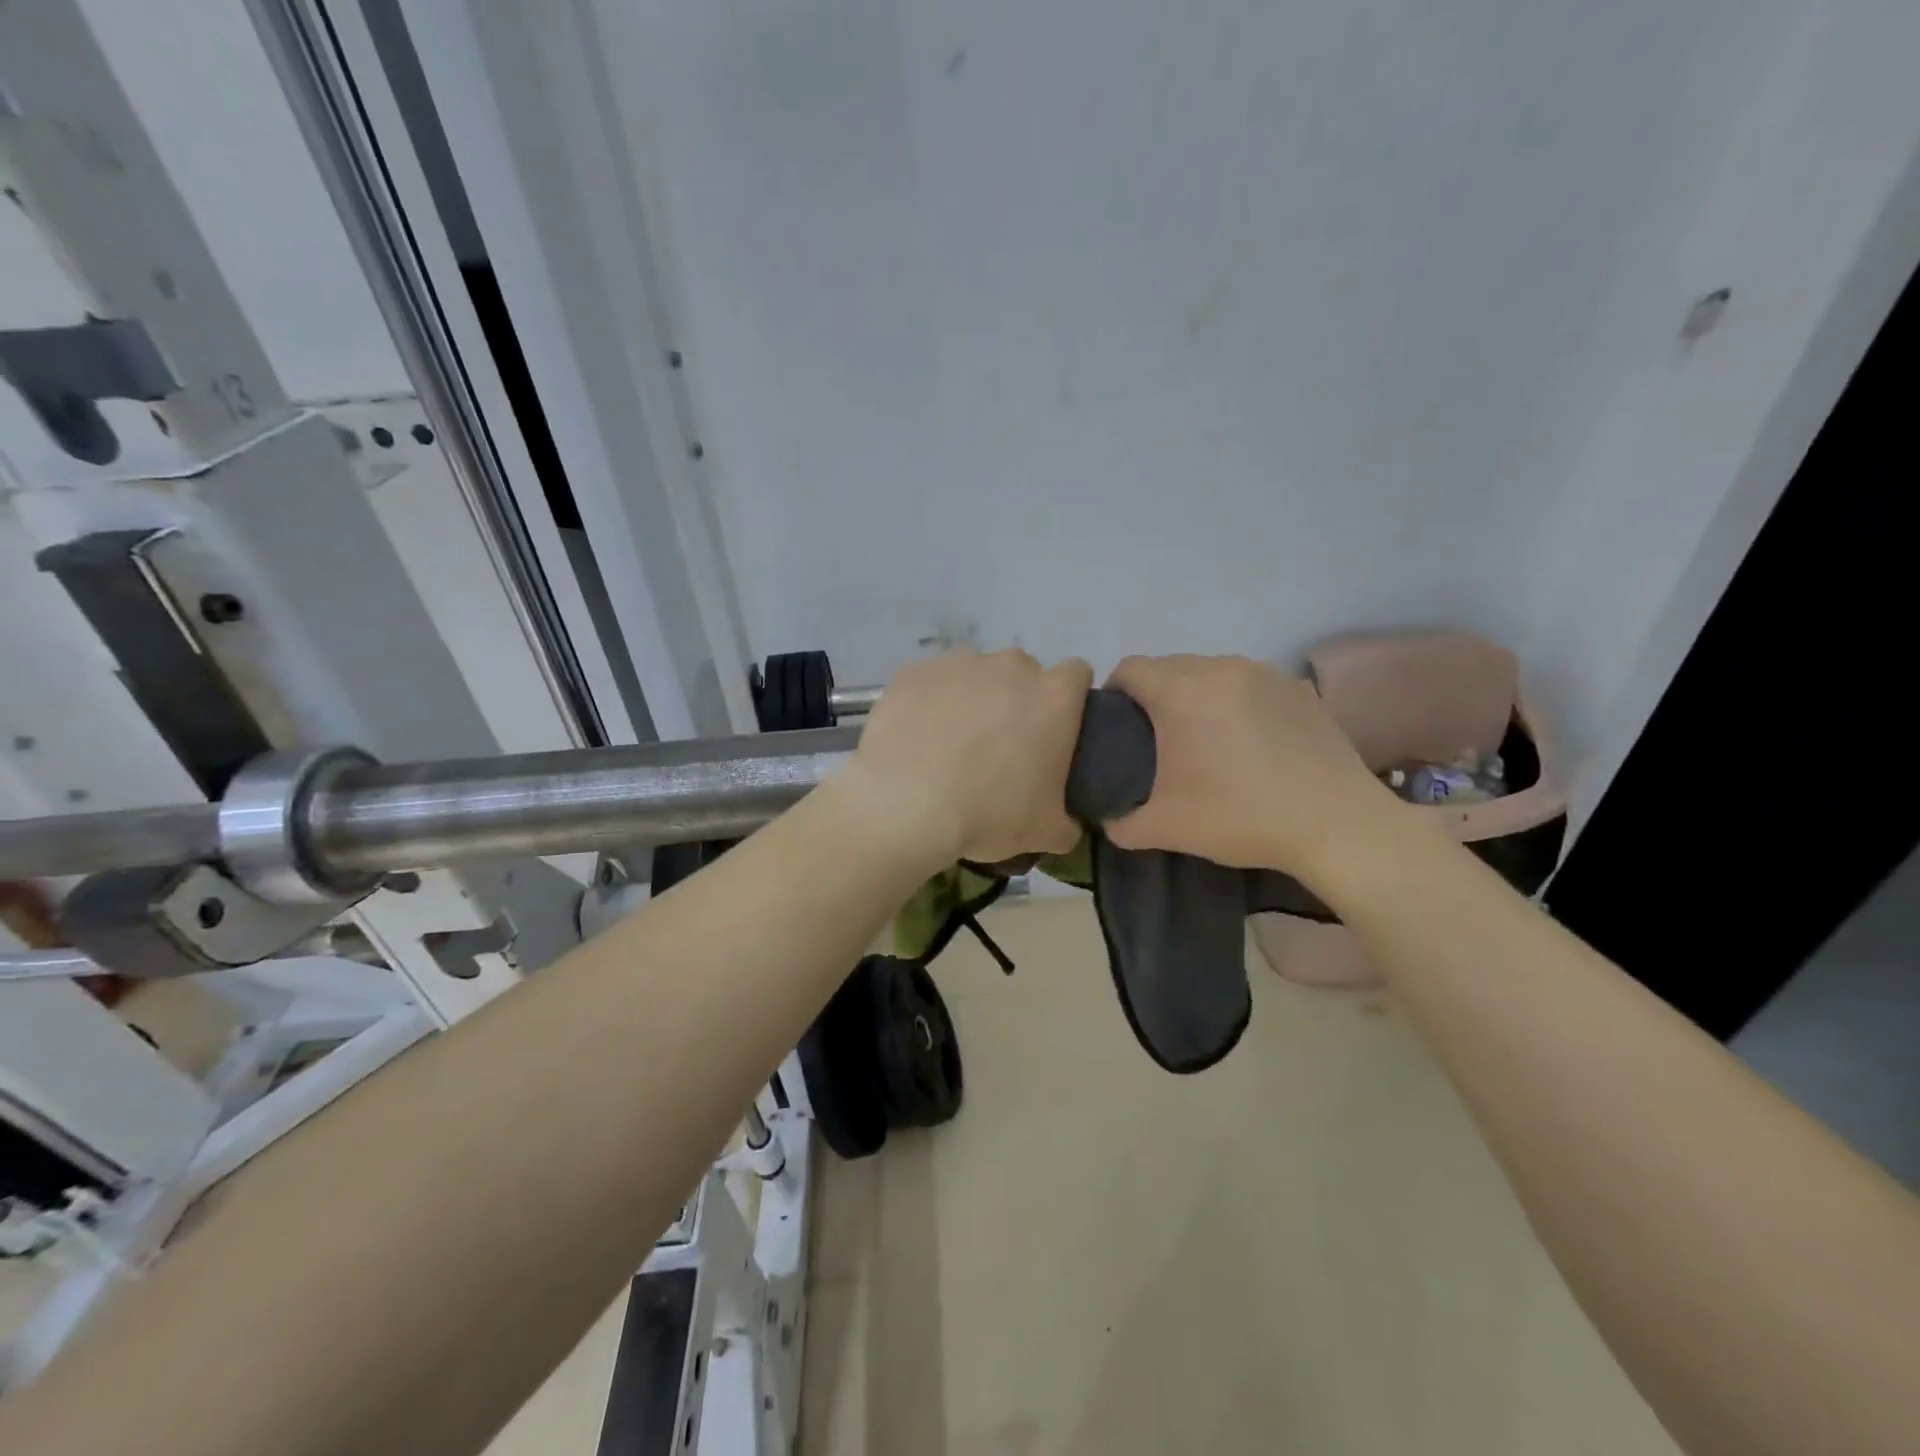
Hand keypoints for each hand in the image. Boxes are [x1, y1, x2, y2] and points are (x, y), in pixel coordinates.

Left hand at [846, 650, 1094, 863]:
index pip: (1076, 675)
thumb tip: (1067, 826)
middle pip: (1023, 673)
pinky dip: (930, 704)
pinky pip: (931, 683)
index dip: (1068, 700)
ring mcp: (959, 664)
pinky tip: (918, 740)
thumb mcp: (1045, 833)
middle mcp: (1011, 667)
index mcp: (1054, 696)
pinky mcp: (914, 672)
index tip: (1054, 731)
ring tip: (952, 746)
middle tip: (1001, 747)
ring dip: (972, 701)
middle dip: (1017, 701)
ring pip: (975, 675)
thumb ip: (1067, 823)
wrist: (905, 804)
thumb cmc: (989, 813)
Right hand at [1103, 654, 1399, 876]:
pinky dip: (1236, 700)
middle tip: (1157, 737)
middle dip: (1154, 693)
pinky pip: (1249, 682)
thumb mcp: (1165, 828)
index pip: (1130, 668)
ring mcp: (1264, 673)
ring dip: (1196, 693)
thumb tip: (1108, 820)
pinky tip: (1249, 739)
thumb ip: (1121, 822)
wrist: (1336, 824)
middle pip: (1170, 665)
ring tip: (1204, 735)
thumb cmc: (1240, 817)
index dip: (1115, 692)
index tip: (1117, 724)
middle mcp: (1220, 668)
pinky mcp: (1297, 688)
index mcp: (1181, 692)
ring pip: (1211, 670)